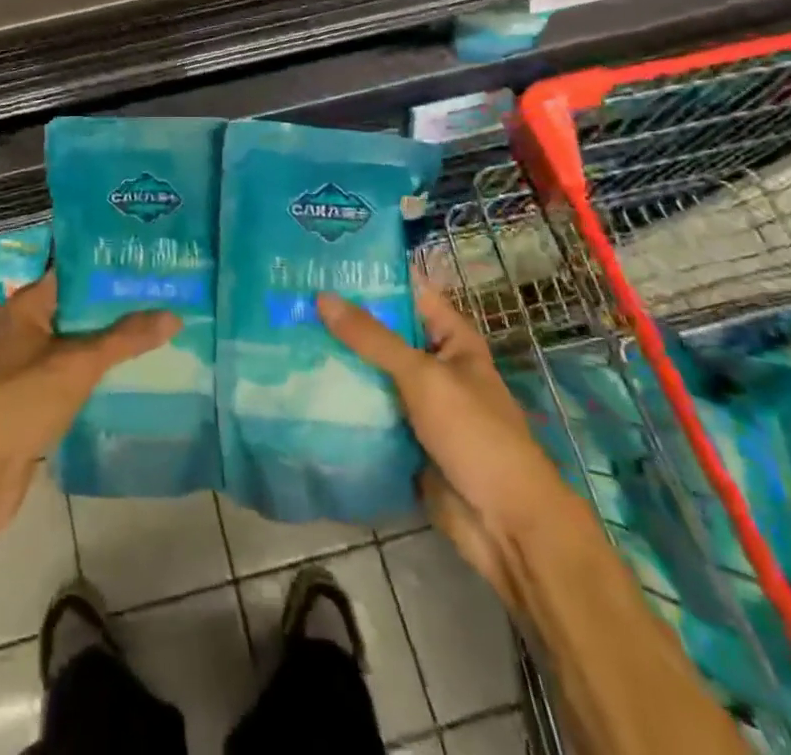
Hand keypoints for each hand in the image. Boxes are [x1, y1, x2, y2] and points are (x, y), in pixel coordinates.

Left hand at [0, 271, 179, 539]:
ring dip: (108, 339)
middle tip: (161, 295)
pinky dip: (97, 369)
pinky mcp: (34, 396)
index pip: (70, 272)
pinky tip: (131, 371)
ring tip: (155, 328)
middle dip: (114, 304)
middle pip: (76, 306)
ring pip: (76, 341)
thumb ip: (125, 338)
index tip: (144, 262)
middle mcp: (23, 328)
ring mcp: (27, 364)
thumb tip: (174, 314)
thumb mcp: (79, 363)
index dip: (106, 266)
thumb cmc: (24, 400)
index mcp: (25, 306)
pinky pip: (73, 371)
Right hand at [319, 272, 573, 602]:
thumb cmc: (475, 435)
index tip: (322, 263)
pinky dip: (342, 398)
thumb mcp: (423, 376)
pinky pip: (367, 408)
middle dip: (343, 320)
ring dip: (337, 359)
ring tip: (285, 334)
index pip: (407, 292)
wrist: (505, 525)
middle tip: (291, 298)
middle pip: (383, 332)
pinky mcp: (402, 435)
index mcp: (451, 339)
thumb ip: (373, 338)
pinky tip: (300, 383)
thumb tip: (322, 297)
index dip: (370, 277)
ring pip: (371, 371)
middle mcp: (433, 363)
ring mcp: (417, 402)